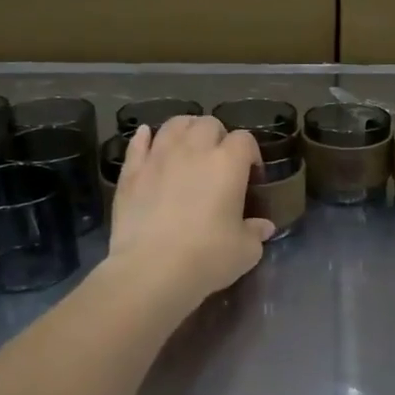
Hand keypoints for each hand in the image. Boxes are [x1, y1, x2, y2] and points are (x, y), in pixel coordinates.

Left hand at [108, 116, 273, 307]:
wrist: (152, 270)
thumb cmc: (208, 258)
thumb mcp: (245, 251)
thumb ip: (256, 232)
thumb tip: (263, 226)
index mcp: (228, 164)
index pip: (244, 140)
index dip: (250, 153)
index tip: (251, 174)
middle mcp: (193, 150)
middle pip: (208, 124)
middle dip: (218, 137)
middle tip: (219, 160)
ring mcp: (158, 157)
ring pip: (174, 125)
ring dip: (185, 130)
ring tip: (188, 146)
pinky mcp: (131, 172)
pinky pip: (138, 143)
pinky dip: (145, 138)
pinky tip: (147, 139)